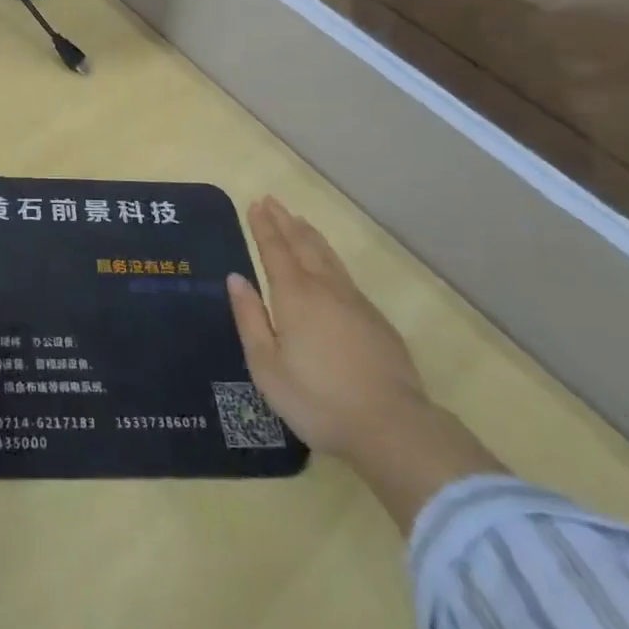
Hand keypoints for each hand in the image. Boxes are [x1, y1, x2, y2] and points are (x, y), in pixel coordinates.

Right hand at [226, 196, 428, 458]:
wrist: (392, 427)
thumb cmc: (318, 400)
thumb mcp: (267, 366)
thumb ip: (250, 318)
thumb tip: (236, 278)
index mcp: (294, 295)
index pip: (274, 249)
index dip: (263, 226)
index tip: (255, 204)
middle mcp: (324, 288)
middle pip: (302, 244)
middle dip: (284, 221)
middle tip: (271, 200)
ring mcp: (354, 302)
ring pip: (327, 256)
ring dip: (309, 234)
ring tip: (298, 220)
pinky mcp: (376, 320)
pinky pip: (345, 274)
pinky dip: (329, 257)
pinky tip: (329, 264)